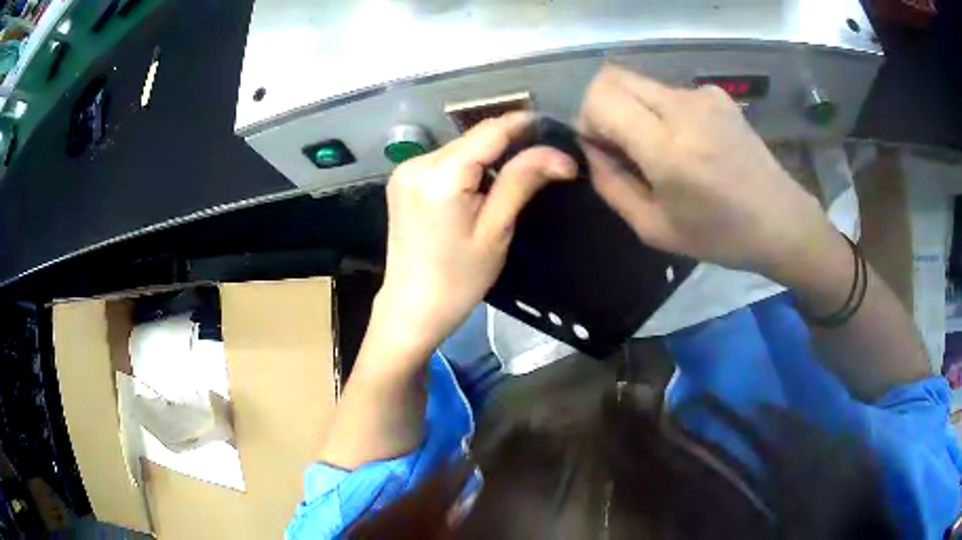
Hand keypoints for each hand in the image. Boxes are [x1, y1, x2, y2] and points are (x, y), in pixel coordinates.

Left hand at [374, 113, 576, 359]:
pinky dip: (466, 168)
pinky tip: (479, 190)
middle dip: (507, 145)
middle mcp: (417, 162)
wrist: (411, 308)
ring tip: (513, 179)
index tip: (553, 129)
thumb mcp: (496, 230)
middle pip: (473, 139)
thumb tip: (561, 155)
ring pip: (459, 148)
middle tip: (541, 162)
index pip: (490, 132)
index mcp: (440, 175)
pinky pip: (443, 161)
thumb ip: (522, 181)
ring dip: (487, 157)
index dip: (524, 125)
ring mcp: (405, 170)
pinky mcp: (402, 180)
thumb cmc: (458, 279)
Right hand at [578, 64, 836, 283]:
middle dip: (604, 109)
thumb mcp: (654, 228)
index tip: (605, 150)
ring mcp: (703, 95)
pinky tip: (689, 143)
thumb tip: (591, 148)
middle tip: (624, 147)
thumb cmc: (719, 235)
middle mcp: (683, 107)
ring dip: (635, 111)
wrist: (780, 220)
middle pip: (612, 78)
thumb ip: (610, 184)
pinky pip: (668, 91)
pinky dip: (662, 111)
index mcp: (667, 147)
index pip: (599, 98)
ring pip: (640, 84)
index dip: (588, 120)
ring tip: (663, 150)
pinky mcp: (717, 94)